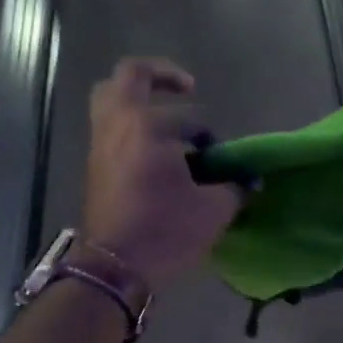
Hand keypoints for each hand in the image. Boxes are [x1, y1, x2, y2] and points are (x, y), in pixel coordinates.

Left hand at [83, 58, 241, 290]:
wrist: (115, 267)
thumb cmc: (166, 231)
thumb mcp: (213, 210)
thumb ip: (234, 188)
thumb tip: (249, 181)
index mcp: (149, 126)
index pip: (190, 117)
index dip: (210, 136)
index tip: (219, 160)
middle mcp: (119, 124)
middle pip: (130, 75)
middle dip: (161, 74)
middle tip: (187, 87)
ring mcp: (100, 142)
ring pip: (110, 98)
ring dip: (137, 97)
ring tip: (164, 114)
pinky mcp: (94, 163)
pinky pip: (109, 125)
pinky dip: (129, 123)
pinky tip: (153, 146)